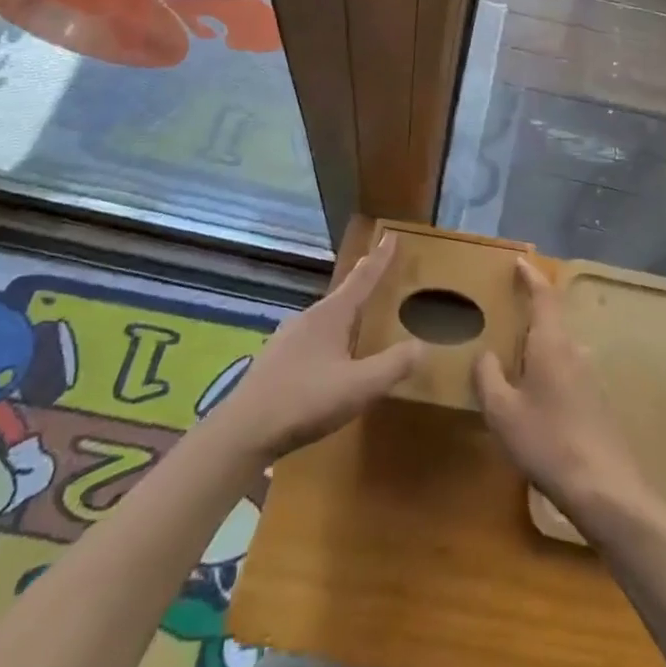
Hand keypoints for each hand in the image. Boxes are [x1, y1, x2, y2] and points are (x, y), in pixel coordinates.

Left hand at [213, 235, 425, 463]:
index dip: (380, 258)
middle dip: (363, 281)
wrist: (243, 431)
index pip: (362, 278)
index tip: (391, 234)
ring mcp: (288, 338)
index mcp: (331, 315)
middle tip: (379, 267)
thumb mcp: (358, 387)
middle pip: (343, 293)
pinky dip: (330, 335)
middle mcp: (309, 317)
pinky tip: (330, 355)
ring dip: (346, 310)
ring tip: (359, 313)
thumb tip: (422, 346)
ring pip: (326, 316)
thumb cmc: (304, 401)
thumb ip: (392, 366)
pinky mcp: (277, 360)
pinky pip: (313, 337)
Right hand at [474, 260, 649, 534]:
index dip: (531, 277)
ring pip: (560, 350)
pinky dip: (549, 372)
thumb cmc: (547, 441)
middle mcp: (575, 352)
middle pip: (552, 321)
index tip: (520, 262)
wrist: (604, 489)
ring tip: (514, 361)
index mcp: (552, 344)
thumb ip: (488, 377)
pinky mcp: (598, 403)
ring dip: (539, 348)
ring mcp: (591, 378)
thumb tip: (485, 354)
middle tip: (506, 316)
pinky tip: (535, 398)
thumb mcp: (502, 412)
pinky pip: (568, 373)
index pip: (544, 296)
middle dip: (531, 315)